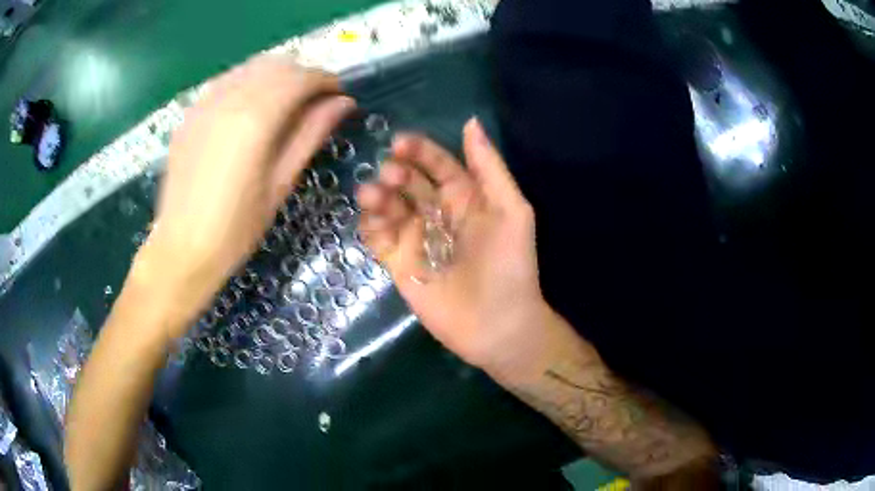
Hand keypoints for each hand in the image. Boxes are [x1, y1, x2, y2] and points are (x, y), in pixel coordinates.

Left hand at [135, 55, 354, 332]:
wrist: (181, 250)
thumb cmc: (236, 229)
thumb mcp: (281, 183)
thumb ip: (310, 135)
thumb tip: (342, 104)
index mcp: (255, 119)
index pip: (300, 78)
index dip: (325, 80)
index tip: (338, 95)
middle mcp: (228, 99)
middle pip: (277, 65)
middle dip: (302, 75)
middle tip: (314, 101)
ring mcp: (204, 103)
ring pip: (250, 67)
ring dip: (275, 76)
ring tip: (284, 104)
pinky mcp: (190, 114)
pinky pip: (226, 81)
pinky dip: (247, 83)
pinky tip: (250, 109)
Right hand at [356, 118, 548, 370]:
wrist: (498, 324)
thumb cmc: (511, 266)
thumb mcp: (512, 211)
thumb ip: (489, 168)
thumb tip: (470, 122)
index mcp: (464, 196)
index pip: (437, 164)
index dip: (419, 151)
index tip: (400, 144)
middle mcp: (437, 212)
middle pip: (408, 182)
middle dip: (396, 173)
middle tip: (390, 176)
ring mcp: (415, 237)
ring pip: (388, 206)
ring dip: (377, 196)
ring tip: (374, 196)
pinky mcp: (399, 262)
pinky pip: (378, 237)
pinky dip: (370, 225)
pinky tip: (373, 222)